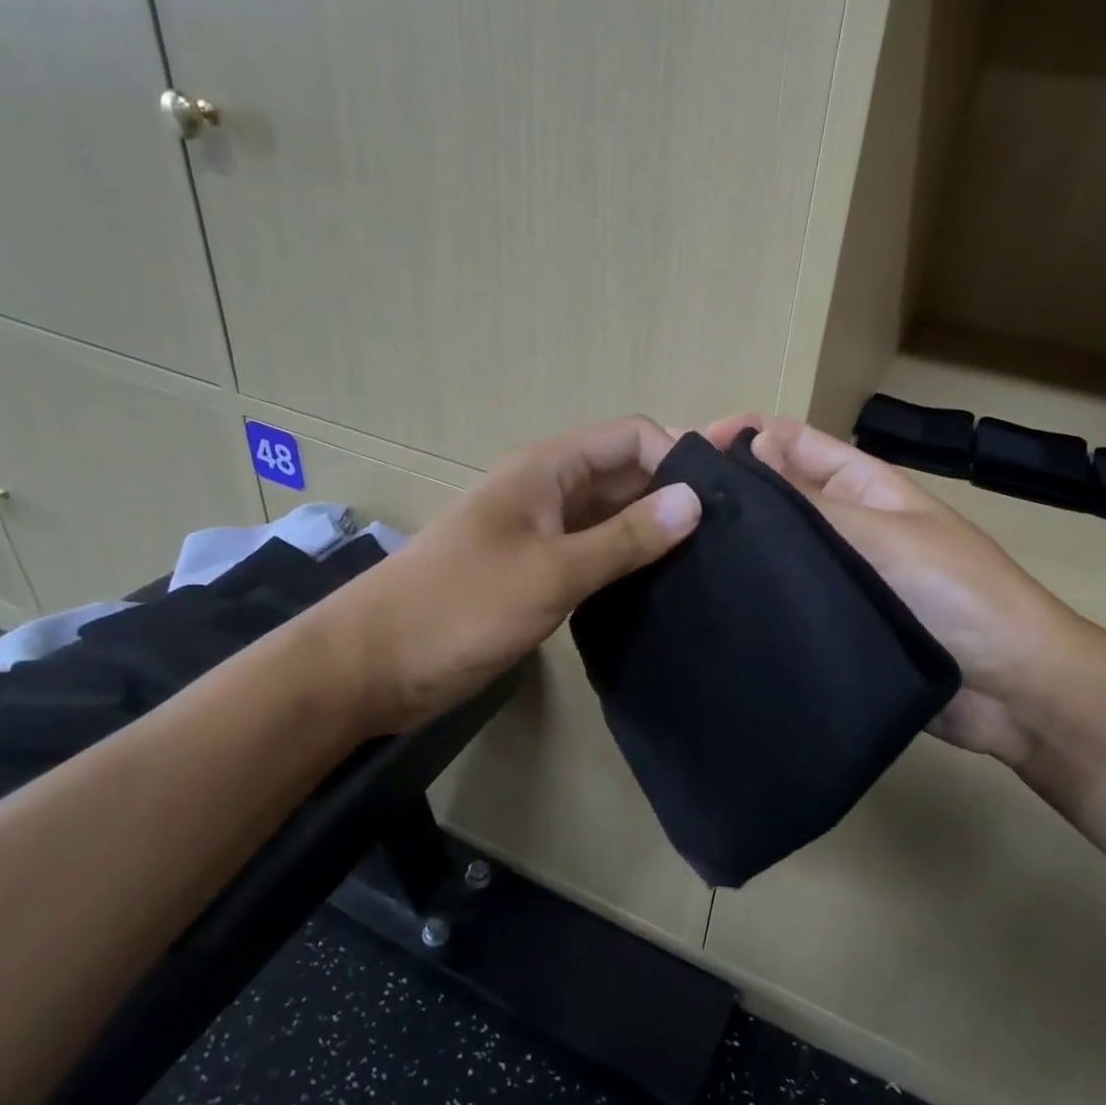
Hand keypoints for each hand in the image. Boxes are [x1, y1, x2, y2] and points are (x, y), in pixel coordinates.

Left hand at [316, 416, 700, 735]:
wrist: (372, 666)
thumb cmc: (459, 607)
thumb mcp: (550, 572)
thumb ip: (624, 538)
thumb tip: (694, 501)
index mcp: (548, 470)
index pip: (631, 438)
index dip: (676, 458)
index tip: (721, 502)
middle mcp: (551, 491)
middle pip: (626, 474)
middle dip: (674, 493)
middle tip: (733, 532)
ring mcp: (544, 534)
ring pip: (614, 516)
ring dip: (655, 530)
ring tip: (713, 560)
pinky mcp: (539, 572)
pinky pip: (597, 553)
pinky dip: (630, 562)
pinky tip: (666, 585)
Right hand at [705, 414, 1084, 764]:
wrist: (1012, 691)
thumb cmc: (955, 593)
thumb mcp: (883, 533)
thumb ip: (812, 499)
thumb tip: (747, 449)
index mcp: (860, 485)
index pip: (790, 443)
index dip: (741, 438)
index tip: (687, 457)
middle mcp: (841, 525)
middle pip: (775, 496)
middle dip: (727, 494)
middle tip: (662, 512)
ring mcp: (835, 577)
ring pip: (774, 552)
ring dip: (733, 550)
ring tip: (670, 558)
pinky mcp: (830, 626)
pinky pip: (784, 601)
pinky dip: (751, 598)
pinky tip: (706, 607)